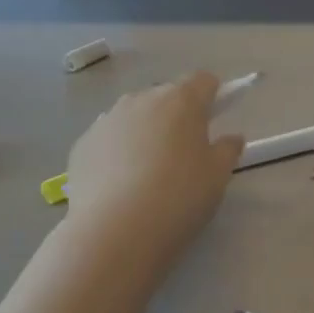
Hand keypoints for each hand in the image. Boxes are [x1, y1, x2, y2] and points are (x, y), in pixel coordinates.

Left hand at [64, 73, 244, 259]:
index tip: (214, 122)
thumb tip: (231, 137)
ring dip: (144, 132)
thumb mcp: (217, 177)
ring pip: (133, 117)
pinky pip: (108, 139)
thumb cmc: (178, 197)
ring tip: (147, 173)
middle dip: (176, 116)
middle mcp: (141, 99)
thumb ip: (228, 150)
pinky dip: (116, 152)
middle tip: (183, 154)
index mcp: (181, 100)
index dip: (212, 97)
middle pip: (166, 97)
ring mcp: (107, 120)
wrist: (114, 231)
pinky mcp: (82, 143)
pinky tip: (120, 184)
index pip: (203, 81)